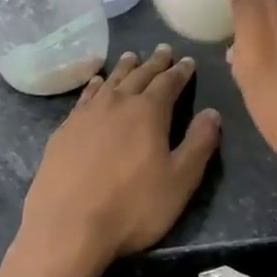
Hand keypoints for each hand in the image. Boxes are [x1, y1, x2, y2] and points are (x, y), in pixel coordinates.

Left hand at [14, 45, 221, 276]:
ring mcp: (86, 114)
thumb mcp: (180, 181)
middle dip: (154, 63)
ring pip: (110, 81)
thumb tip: (212, 113)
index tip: (188, 61)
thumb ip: (199, 144)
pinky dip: (95, 86)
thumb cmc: (132, 207)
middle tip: (163, 49)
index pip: (169, 83)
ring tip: (131, 57)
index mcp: (149, 112)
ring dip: (124, 68)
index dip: (180, 71)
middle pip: (139, 75)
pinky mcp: (64, 130)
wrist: (67, 226)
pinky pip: (85, 96)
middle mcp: (117, 103)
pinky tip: (96, 83)